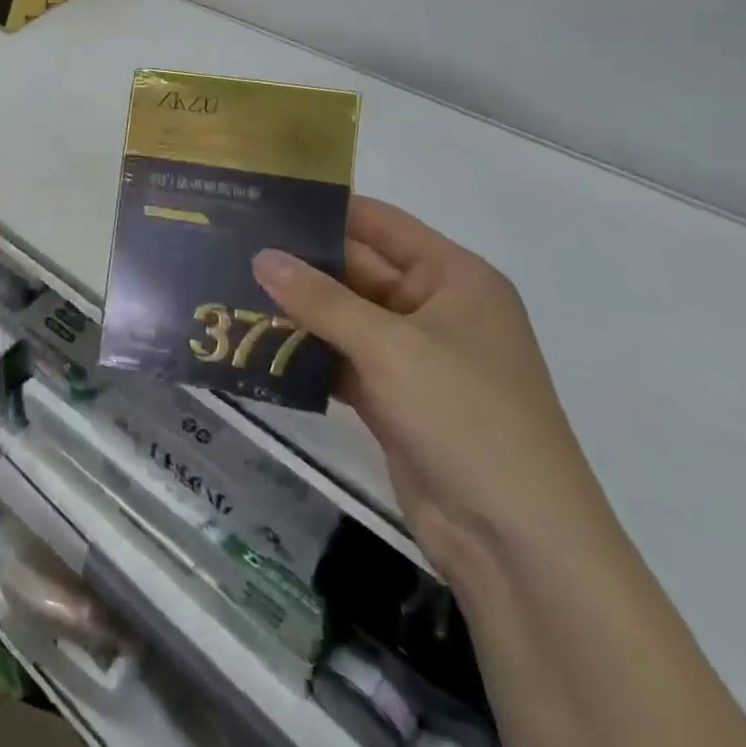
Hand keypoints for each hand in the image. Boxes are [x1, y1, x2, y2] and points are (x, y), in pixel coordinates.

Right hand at [252, 197, 614, 584]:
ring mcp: (413, 356)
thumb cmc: (466, 418)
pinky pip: (340, 359)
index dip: (324, 209)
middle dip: (298, 262)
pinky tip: (254, 343)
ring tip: (228, 287)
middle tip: (230, 246)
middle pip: (356, 269)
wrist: (517, 545)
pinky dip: (305, 353)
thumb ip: (320, 299)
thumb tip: (262, 256)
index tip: (262, 201)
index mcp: (453, 278)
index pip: (379, 223)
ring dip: (295, 309)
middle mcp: (434, 308)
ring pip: (343, 316)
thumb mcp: (390, 348)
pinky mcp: (393, 398)